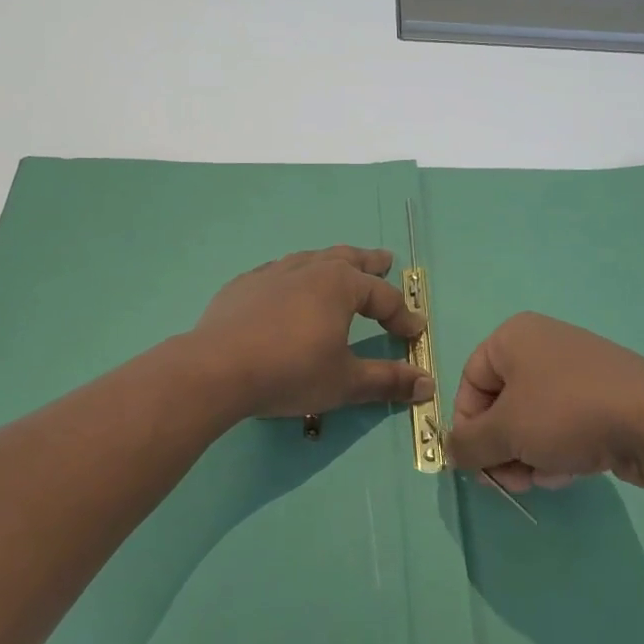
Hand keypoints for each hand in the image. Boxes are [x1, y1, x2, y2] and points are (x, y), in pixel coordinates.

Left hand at [188, 246, 432, 419]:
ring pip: (311, 259)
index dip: (402, 315)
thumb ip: (387, 380)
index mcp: (340, 285)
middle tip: (385, 260)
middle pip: (347, 259)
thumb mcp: (345, 382)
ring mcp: (272, 273)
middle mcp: (309, 269)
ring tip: (339, 265)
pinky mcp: (243, 285)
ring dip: (331, 262)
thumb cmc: (290, 372)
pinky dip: (294, 276)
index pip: (383, 296)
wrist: (216, 369)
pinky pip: (278, 272)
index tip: (414, 331)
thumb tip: (427, 384)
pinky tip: (287, 287)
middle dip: (370, 263)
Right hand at [445, 313, 643, 491]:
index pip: (470, 382)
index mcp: (514, 337)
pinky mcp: (604, 395)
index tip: (477, 463)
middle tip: (510, 481)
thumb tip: (451, 452)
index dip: (468, 425)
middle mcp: (543, 344)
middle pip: (501, 404)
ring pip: (532, 419)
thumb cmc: (567, 414)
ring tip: (543, 479)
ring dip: (528, 455)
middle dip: (501, 448)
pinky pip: (563, 423)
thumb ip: (467, 443)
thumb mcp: (505, 431)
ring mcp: (577, 369)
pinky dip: (557, 449)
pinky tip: (568, 473)